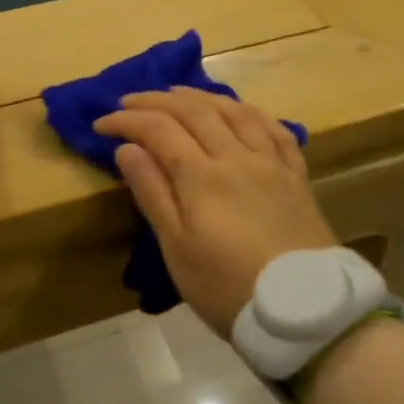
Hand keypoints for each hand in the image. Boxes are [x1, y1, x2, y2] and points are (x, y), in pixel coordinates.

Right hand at [95, 87, 335, 333]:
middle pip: (194, 111)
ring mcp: (271, 163)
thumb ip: (152, 193)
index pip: (158, 130)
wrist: (302, 311)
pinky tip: (242, 111)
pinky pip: (276, 130)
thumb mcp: (176, 248)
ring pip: (235, 111)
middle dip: (157, 100)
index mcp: (202, 176)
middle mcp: (237, 157)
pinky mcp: (296, 177)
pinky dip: (252, 113)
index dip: (127, 121)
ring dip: (202, 96)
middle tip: (130, 101)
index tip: (101, 124)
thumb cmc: (227, 287)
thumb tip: (128, 148)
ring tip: (179, 92)